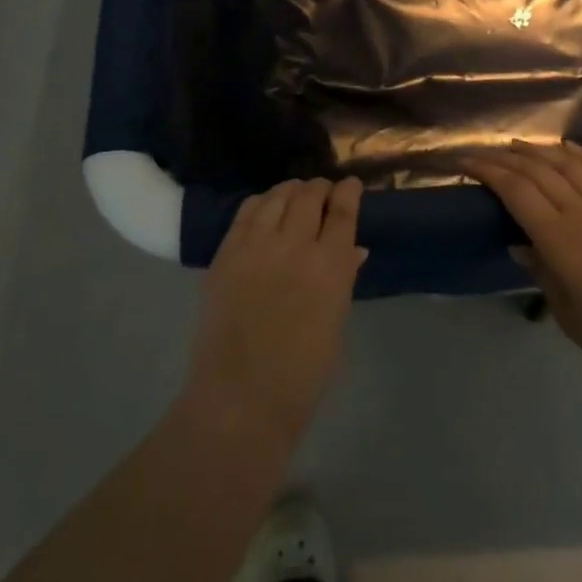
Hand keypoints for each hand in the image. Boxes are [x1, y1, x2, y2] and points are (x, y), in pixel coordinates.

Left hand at [182, 177, 367, 449]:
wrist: (241, 396)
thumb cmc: (301, 372)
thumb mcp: (335, 323)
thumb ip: (343, 279)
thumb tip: (353, 250)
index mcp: (331, 266)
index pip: (344, 210)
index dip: (349, 191)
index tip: (351, 185)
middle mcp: (296, 244)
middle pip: (310, 194)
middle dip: (320, 188)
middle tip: (322, 192)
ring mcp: (257, 244)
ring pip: (277, 195)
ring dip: (291, 190)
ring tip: (295, 194)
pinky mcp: (227, 251)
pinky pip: (246, 210)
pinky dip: (261, 202)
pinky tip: (265, 207)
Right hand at [466, 142, 581, 392]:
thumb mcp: (568, 314)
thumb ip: (541, 272)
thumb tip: (520, 244)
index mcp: (562, 239)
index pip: (516, 191)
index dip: (488, 171)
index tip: (466, 162)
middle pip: (538, 171)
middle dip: (505, 158)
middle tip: (481, 153)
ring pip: (569, 163)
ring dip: (539, 151)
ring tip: (517, 147)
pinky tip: (567, 148)